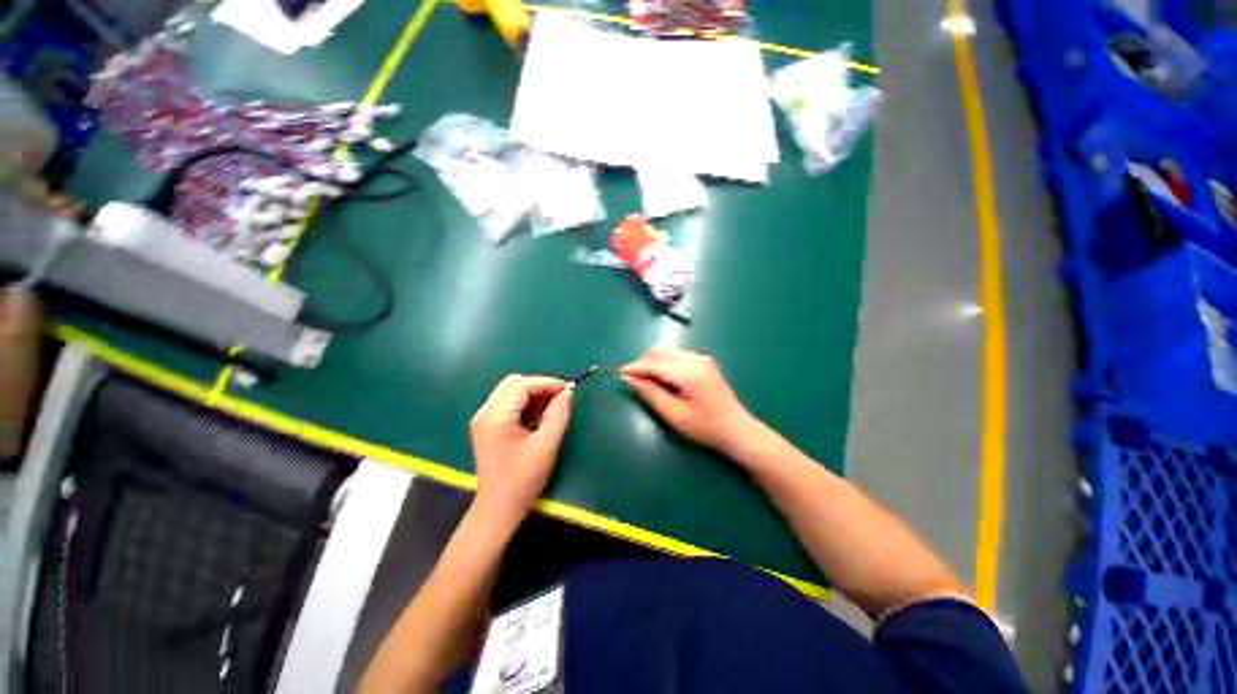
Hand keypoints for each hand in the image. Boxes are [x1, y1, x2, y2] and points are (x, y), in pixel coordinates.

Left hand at [470, 375, 573, 520]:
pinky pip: (509, 404)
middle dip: (539, 386)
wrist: (499, 508)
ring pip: (511, 391)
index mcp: (495, 416)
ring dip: (533, 395)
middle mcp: (485, 412)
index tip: (569, 390)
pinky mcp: (487, 426)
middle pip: (514, 383)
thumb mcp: (546, 445)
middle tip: (560, 399)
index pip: (522, 385)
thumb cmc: (522, 479)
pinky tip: (538, 417)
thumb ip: (558, 415)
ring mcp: (484, 419)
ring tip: (551, 409)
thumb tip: (567, 392)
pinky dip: (526, 404)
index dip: (547, 383)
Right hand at [621, 347, 764, 455]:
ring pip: (667, 351)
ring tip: (645, 380)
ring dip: (652, 361)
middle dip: (642, 362)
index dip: (635, 367)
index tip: (619, 374)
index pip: (654, 363)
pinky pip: (676, 355)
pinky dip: (664, 362)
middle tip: (631, 379)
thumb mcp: (674, 415)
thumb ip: (651, 394)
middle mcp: (695, 359)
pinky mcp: (704, 361)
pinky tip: (662, 378)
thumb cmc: (705, 428)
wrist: (737, 429)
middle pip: (660, 351)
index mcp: (689, 373)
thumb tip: (631, 380)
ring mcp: (702, 358)